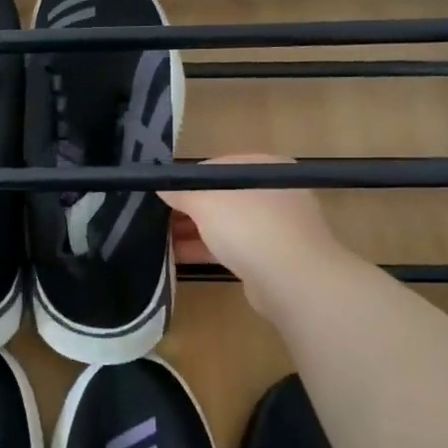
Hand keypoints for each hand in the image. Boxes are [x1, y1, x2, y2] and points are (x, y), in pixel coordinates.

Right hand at [160, 155, 344, 315]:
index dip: (186, 181)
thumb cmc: (248, 225)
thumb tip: (161, 186)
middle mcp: (272, 193)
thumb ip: (179, 191)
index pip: (215, 168)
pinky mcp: (270, 257)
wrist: (292, 279)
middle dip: (187, 208)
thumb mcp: (204, 200)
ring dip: (193, 231)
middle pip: (220, 197)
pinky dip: (206, 250)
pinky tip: (177, 258)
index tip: (161, 195)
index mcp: (263, 167)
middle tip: (155, 219)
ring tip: (158, 240)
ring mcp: (274, 226)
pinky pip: (231, 248)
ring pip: (224, 224)